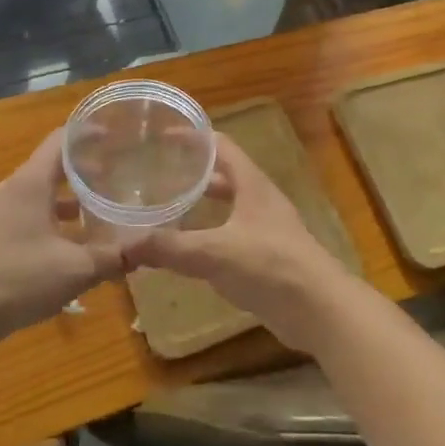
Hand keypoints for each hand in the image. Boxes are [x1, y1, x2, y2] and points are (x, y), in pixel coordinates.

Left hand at [0, 130, 132, 343]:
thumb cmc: (19, 279)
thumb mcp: (76, 269)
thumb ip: (114, 257)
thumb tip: (147, 249)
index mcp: (30, 183)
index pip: (60, 141)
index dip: (87, 134)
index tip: (113, 135)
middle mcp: (10, 190)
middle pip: (49, 168)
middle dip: (82, 172)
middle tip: (114, 178)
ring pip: (37, 196)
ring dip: (65, 202)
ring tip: (95, 215)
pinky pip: (23, 216)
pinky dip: (48, 221)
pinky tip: (65, 248)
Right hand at [132, 135, 359, 351]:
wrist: (320, 309)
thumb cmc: (271, 266)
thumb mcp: (215, 253)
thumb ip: (170, 248)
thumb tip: (124, 246)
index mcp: (252, 184)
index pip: (220, 146)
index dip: (193, 137)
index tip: (162, 136)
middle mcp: (260, 200)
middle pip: (224, 175)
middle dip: (193, 173)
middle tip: (158, 175)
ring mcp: (267, 229)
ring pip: (229, 206)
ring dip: (202, 204)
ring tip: (168, 209)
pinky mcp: (268, 257)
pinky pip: (232, 236)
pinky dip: (210, 235)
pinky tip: (191, 251)